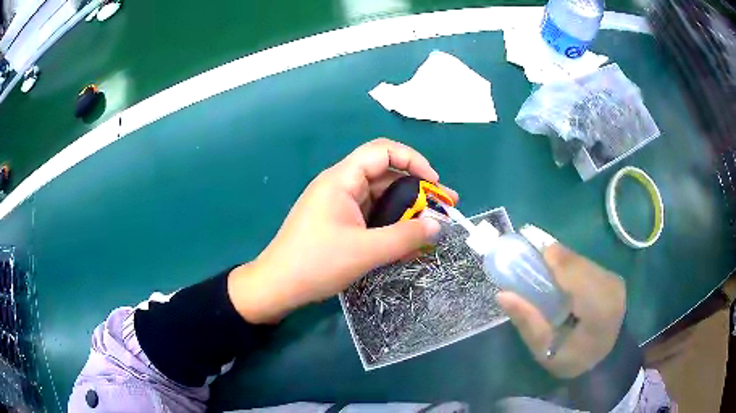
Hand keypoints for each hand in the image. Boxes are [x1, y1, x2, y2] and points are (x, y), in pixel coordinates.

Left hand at [229, 139, 457, 322]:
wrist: (277, 286)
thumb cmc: (316, 263)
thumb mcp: (366, 251)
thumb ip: (405, 237)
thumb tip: (439, 225)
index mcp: (342, 179)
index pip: (382, 151)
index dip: (413, 160)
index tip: (434, 183)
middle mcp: (340, 185)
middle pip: (385, 175)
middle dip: (417, 190)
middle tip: (443, 208)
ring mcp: (338, 205)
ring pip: (380, 198)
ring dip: (406, 210)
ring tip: (431, 227)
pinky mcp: (338, 222)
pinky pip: (370, 216)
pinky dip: (390, 225)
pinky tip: (407, 242)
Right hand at [496, 228, 625, 378]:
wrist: (604, 363)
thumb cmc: (571, 361)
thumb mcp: (543, 349)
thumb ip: (527, 321)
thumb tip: (503, 294)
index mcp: (597, 308)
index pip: (575, 273)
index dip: (552, 259)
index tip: (527, 253)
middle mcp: (610, 287)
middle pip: (577, 263)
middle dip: (554, 259)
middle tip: (530, 261)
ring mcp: (614, 281)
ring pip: (583, 261)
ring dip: (563, 263)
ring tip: (544, 269)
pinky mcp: (614, 279)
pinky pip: (588, 266)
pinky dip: (572, 268)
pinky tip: (563, 279)